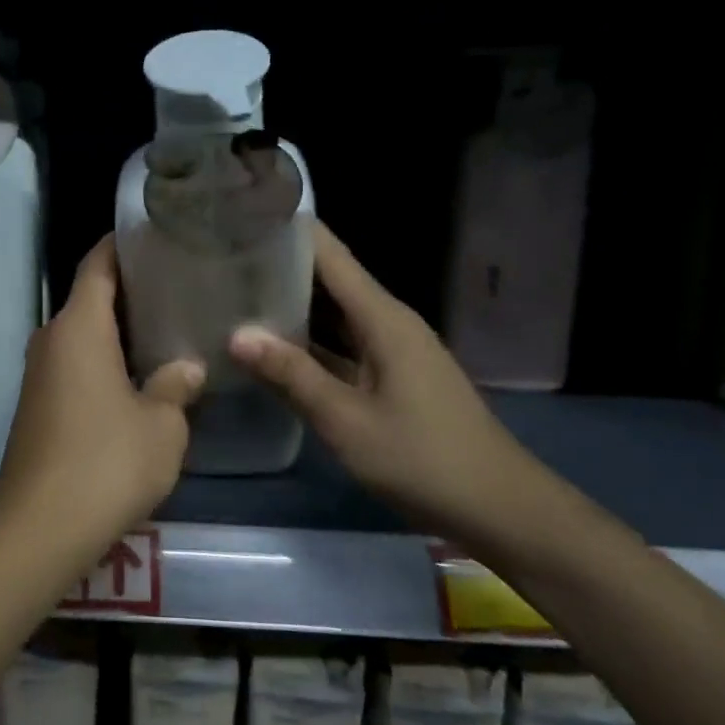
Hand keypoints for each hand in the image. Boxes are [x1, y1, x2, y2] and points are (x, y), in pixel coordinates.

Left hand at [0, 235, 204, 562]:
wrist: (38, 529)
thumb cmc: (105, 463)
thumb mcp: (161, 425)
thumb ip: (176, 387)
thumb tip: (186, 367)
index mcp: (78, 327)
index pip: (98, 264)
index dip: (123, 244)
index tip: (156, 236)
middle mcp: (51, 339)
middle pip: (90, 297)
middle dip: (130, 288)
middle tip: (178, 286)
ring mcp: (39, 374)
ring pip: (82, 334)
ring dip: (117, 329)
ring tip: (166, 327)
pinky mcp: (37, 406)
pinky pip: (74, 364)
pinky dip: (103, 359)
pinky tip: (138, 376)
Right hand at [229, 223, 547, 543]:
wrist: (499, 509)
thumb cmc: (422, 459)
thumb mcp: (346, 420)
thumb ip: (291, 375)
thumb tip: (236, 334)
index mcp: (382, 318)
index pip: (330, 254)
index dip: (289, 229)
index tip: (243, 214)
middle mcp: (387, 322)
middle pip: (329, 278)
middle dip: (280, 264)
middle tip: (224, 255)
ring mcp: (391, 350)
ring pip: (334, 313)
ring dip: (291, 302)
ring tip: (236, 290)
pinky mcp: (390, 376)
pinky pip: (341, 343)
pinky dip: (308, 340)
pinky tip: (272, 347)